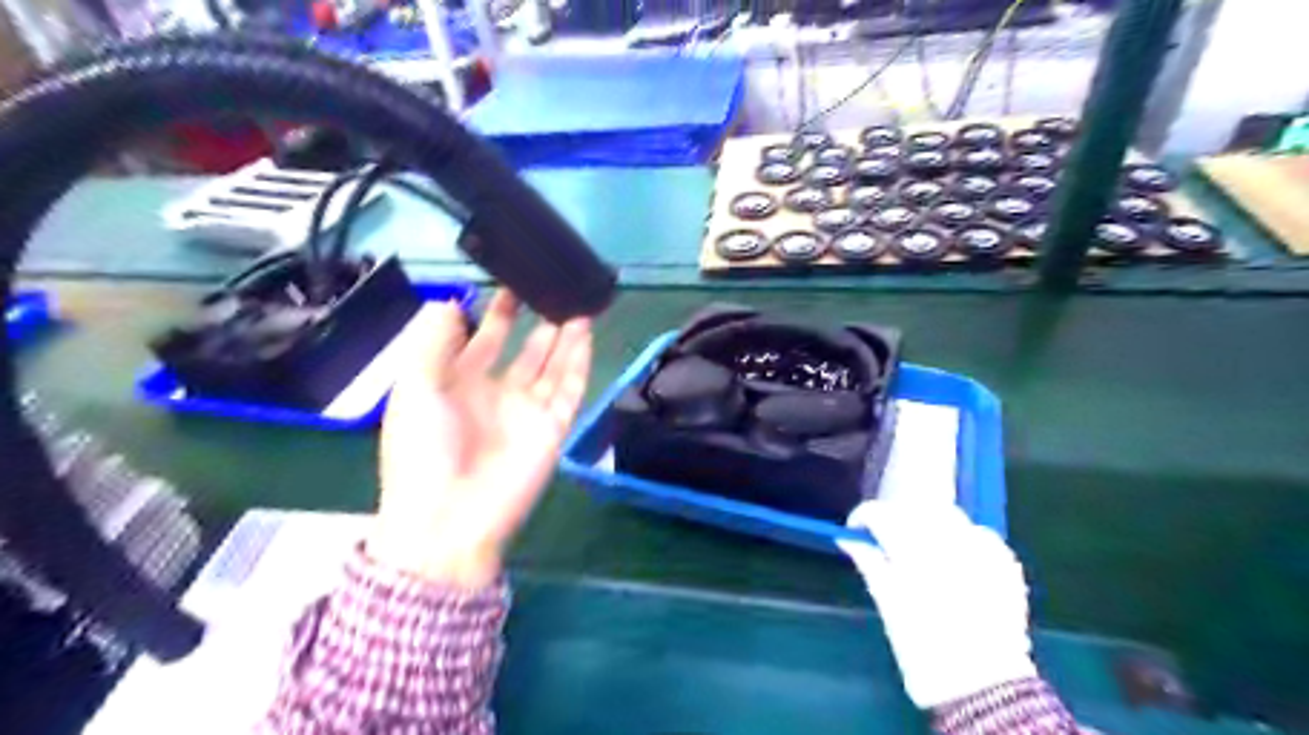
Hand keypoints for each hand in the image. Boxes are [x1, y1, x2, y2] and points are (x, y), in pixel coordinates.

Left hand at [368, 294, 594, 589]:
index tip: (508, 279)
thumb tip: (449, 300)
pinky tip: (584, 333)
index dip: (494, 312)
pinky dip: (579, 360)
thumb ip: (432, 342)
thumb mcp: (413, 388)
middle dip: (534, 319)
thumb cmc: (422, 450)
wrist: (448, 519)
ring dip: (562, 335)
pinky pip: (570, 387)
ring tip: (574, 301)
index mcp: (458, 384)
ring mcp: (527, 410)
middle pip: (522, 349)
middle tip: (549, 285)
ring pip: (551, 363)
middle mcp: (496, 393)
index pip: (481, 339)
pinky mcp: (553, 426)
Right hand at [832, 499, 1038, 706]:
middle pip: (916, 509)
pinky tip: (958, 558)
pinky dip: (964, 537)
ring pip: (950, 516)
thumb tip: (847, 540)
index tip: (855, 528)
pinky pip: (982, 534)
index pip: (883, 515)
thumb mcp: (889, 608)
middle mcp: (950, 544)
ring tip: (922, 547)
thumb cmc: (924, 651)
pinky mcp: (1006, 567)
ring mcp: (983, 553)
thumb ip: (869, 564)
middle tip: (885, 538)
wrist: (983, 690)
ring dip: (930, 523)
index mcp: (915, 554)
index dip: (865, 516)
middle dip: (896, 517)